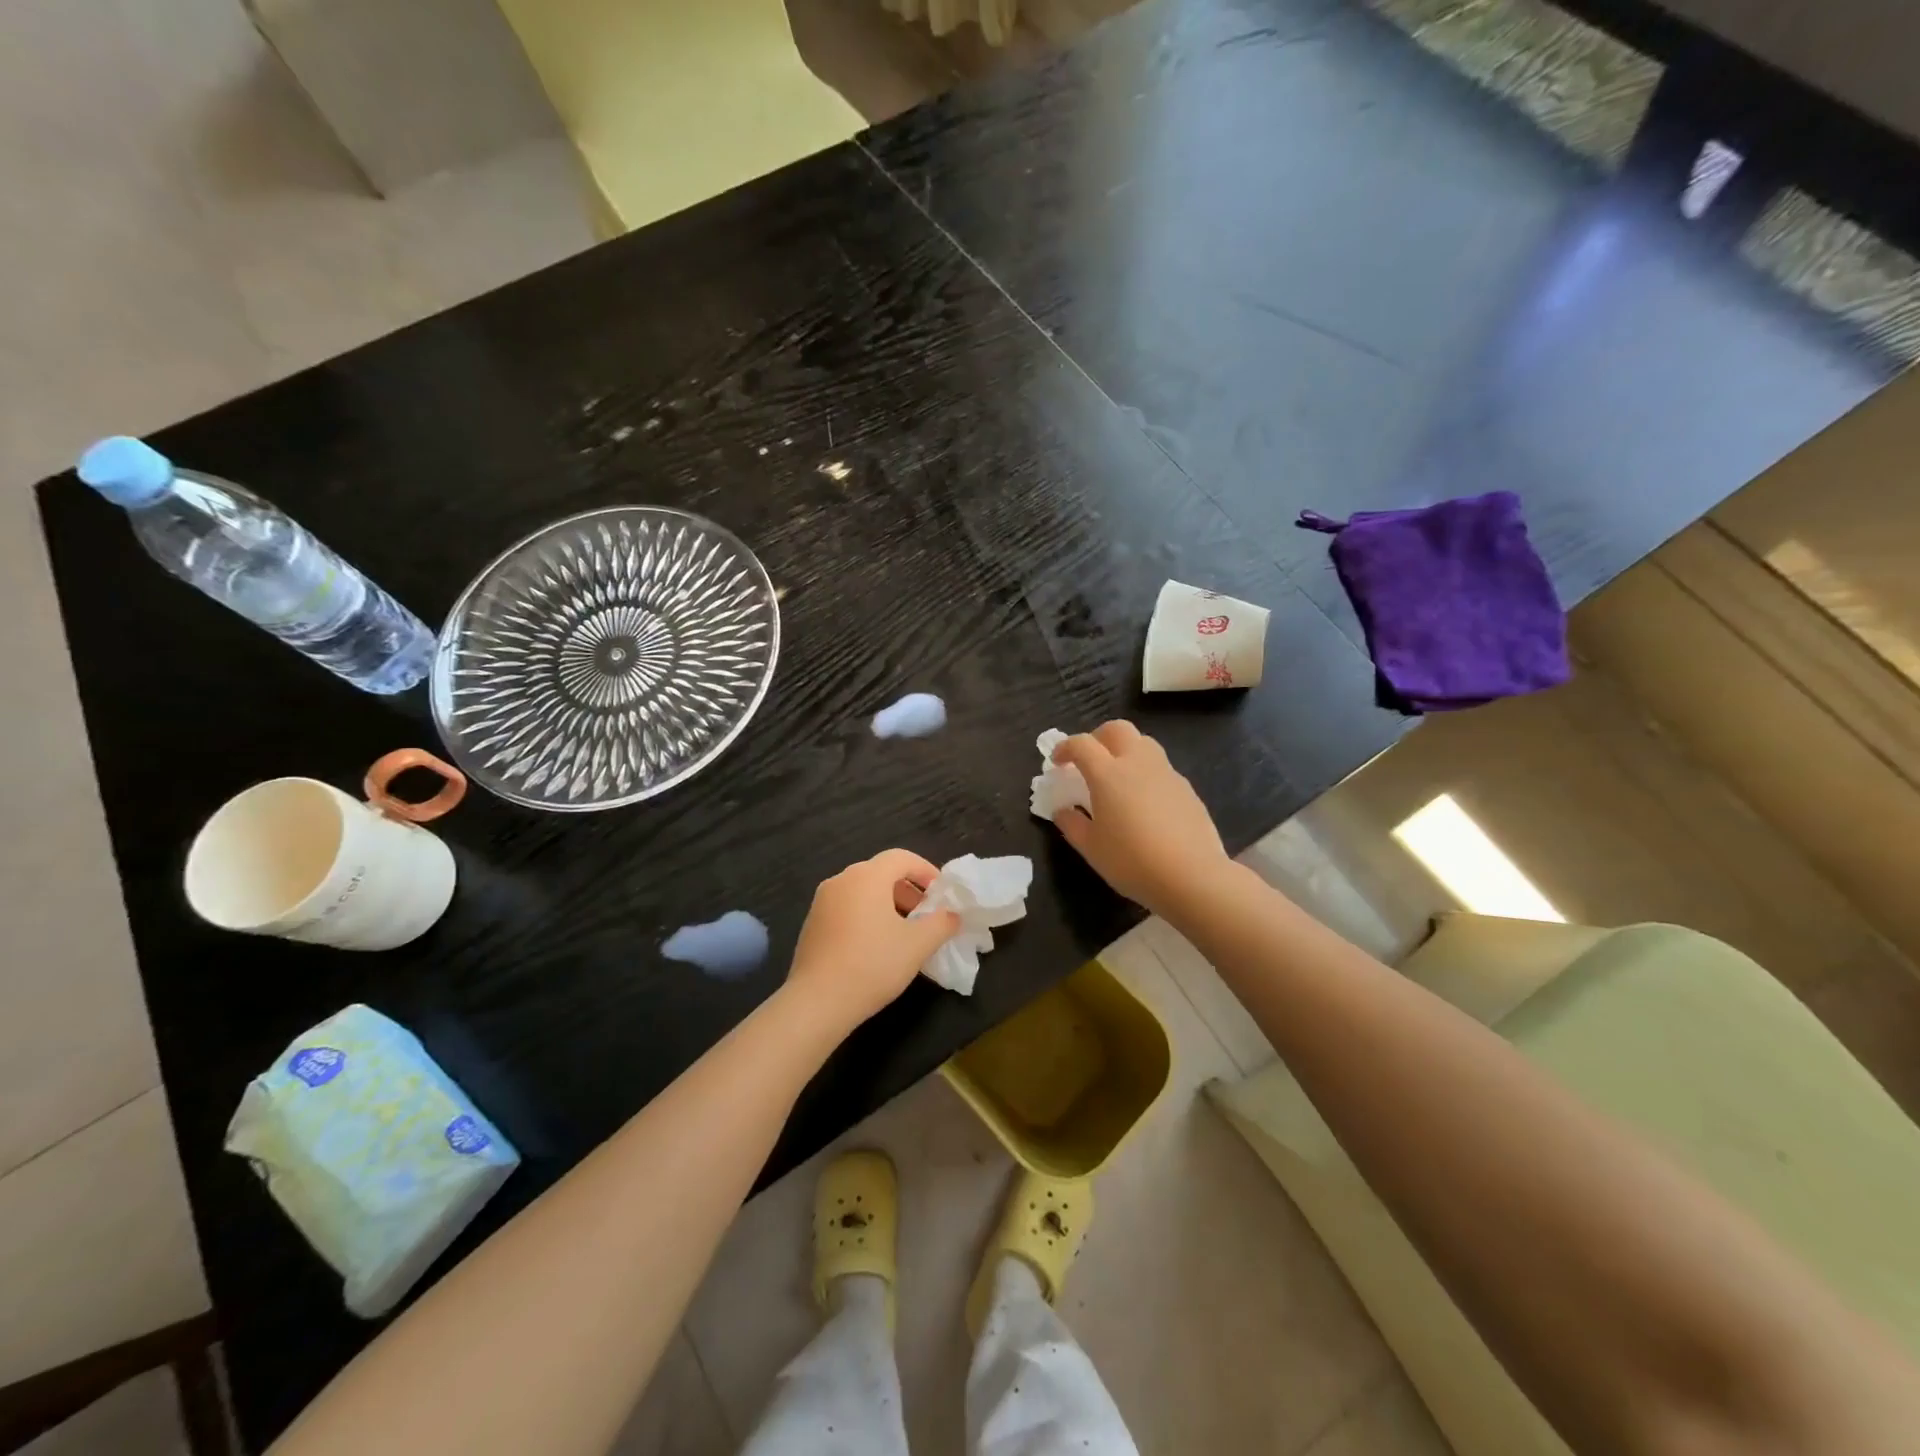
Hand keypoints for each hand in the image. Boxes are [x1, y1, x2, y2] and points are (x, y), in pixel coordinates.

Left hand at [786, 850, 960, 1034]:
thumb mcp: (917, 945)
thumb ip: (942, 924)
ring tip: (904, 933)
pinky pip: (847, 907)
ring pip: (863, 890)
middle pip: (881, 872)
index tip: (941, 894)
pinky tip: (875, 946)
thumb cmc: (872, 965)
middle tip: (926, 916)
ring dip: (888, 904)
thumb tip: (952, 915)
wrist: (817, 1002)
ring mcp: (822, 901)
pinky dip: (866, 915)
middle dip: (908, 890)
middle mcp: (842, 880)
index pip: (902, 858)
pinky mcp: (812, 923)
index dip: (926, 871)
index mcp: (867, 876)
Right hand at [1051, 722, 1230, 917]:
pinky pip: (1161, 767)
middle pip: (1116, 729)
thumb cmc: (1132, 861)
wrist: (1191, 876)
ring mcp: (1166, 772)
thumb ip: (1072, 824)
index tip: (1057, 763)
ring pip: (1143, 743)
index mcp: (1108, 774)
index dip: (1065, 748)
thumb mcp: (1091, 848)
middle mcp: (1137, 763)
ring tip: (1117, 777)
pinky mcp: (1186, 788)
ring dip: (1125, 750)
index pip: (1082, 744)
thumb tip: (1062, 810)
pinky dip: (1145, 772)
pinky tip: (1144, 802)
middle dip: (1097, 738)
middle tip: (1089, 760)